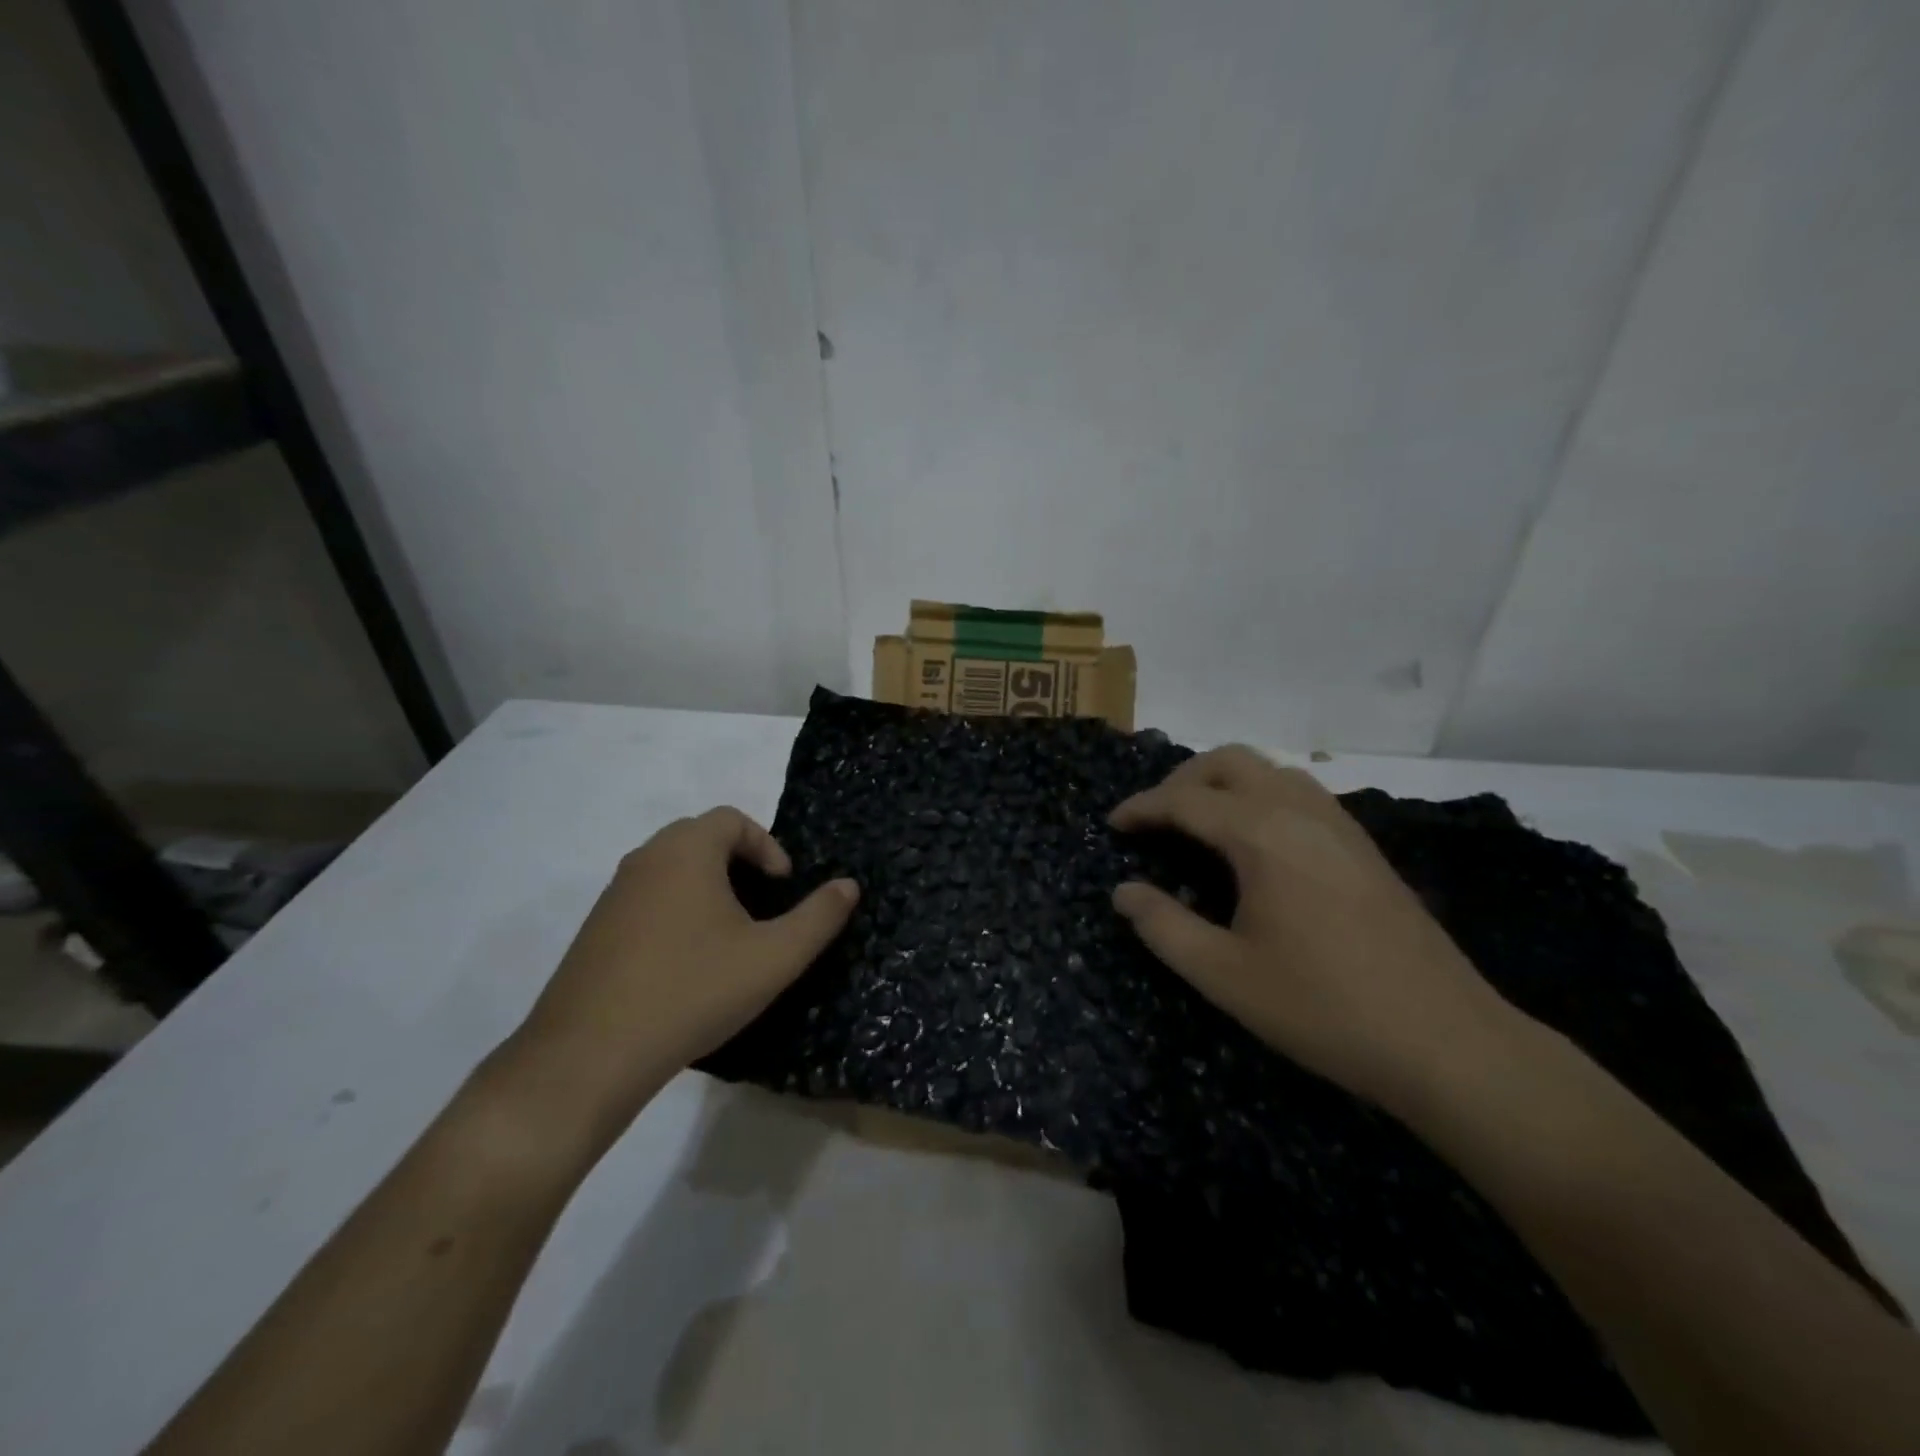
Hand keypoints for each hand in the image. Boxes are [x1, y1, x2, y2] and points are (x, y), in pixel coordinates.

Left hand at [503, 808, 857, 1143]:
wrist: (589, 1055)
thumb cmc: (693, 990)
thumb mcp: (774, 957)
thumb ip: (819, 917)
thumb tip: (849, 885)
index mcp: (686, 851)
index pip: (731, 819)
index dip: (767, 845)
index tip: (783, 886)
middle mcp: (645, 859)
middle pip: (700, 838)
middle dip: (739, 863)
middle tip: (761, 906)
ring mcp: (613, 895)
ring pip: (671, 869)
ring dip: (707, 888)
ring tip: (730, 937)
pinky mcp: (595, 930)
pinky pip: (647, 899)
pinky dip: (676, 911)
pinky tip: (687, 964)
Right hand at [1110, 746, 1516, 1112]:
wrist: (1445, 1041)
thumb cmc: (1323, 1007)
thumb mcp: (1224, 975)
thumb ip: (1164, 927)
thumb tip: (1123, 891)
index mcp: (1262, 835)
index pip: (1186, 800)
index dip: (1142, 807)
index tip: (1113, 824)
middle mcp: (1300, 812)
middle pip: (1230, 761)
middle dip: (1182, 780)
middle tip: (1155, 819)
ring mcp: (1339, 824)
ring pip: (1270, 769)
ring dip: (1225, 782)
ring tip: (1199, 822)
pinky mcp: (1363, 845)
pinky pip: (1299, 792)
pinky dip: (1260, 795)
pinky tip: (1255, 843)